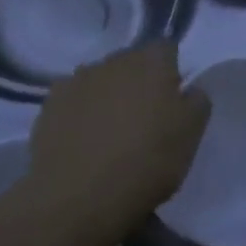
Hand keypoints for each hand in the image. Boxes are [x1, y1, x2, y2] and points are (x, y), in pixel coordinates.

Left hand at [21, 43, 209, 245]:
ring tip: (111, 131)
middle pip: (131, 62)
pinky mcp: (48, 106)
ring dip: (108, 95)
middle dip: (139, 81)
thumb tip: (189, 89)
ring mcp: (76, 81)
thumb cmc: (147, 160)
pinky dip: (80, 113)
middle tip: (145, 116)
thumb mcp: (192, 134)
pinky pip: (73, 101)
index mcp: (151, 62)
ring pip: (100, 80)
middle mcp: (112, 61)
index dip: (172, 70)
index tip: (174, 98)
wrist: (78, 197)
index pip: (166, 48)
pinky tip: (84, 140)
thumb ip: (197, 101)